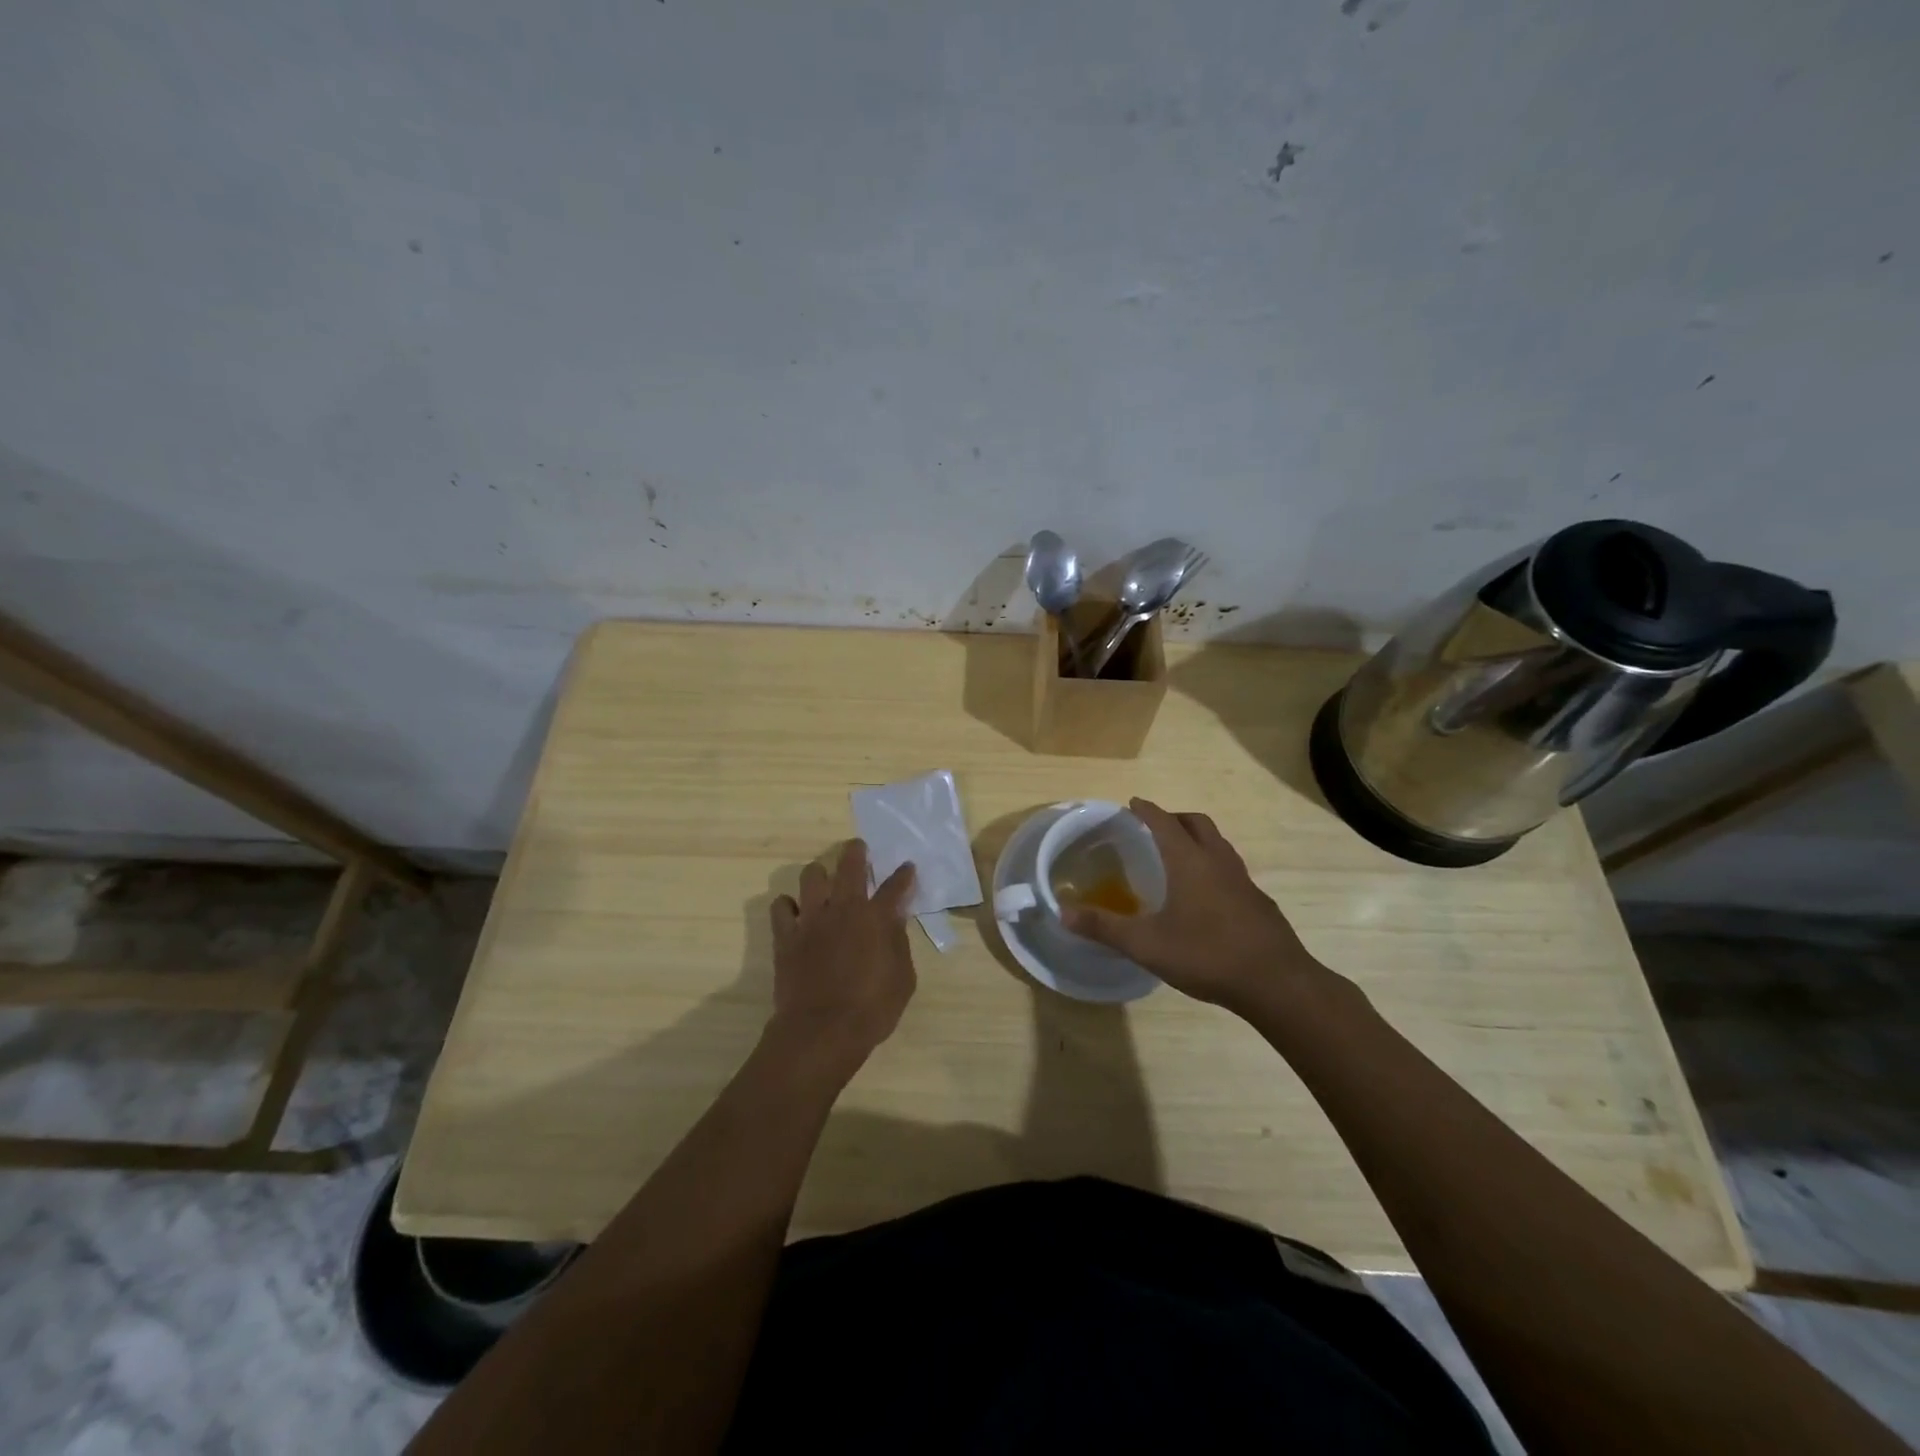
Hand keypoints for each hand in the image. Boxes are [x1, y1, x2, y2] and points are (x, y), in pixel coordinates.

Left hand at [766, 839, 917, 1080]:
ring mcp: (811, 920)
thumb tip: (895, 920)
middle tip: (858, 849)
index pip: (895, 887)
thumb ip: (899, 943)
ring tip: (824, 882)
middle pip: (850, 866)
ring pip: (811, 876)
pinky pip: (781, 907)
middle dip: (856, 852)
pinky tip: (795, 913)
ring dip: (820, 874)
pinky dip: (788, 906)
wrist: (821, 1032)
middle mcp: (843, 909)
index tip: (907, 867)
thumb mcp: (903, 979)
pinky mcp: (786, 936)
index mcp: (876, 918)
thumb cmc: (871, 1010)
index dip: (903, 875)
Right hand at [1062, 798, 1324, 1016]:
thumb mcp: (1146, 944)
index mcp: (1190, 861)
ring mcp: (1244, 881)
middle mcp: (1218, 862)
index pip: (1164, 822)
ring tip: (1179, 859)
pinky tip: (1206, 898)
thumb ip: (1104, 927)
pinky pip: (1232, 871)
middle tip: (1155, 828)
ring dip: (1198, 841)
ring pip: (1219, 845)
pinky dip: (1214, 868)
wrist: (1276, 983)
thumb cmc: (1207, 955)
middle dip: (1175, 818)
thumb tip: (1062, 912)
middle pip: (1198, 824)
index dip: (1147, 810)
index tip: (1133, 803)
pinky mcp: (1259, 903)